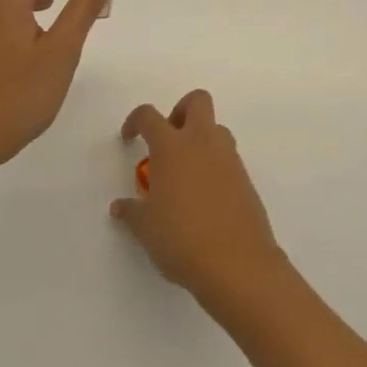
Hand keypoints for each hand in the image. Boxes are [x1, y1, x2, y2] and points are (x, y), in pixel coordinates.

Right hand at [113, 90, 288, 308]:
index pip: (149, 116)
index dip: (135, 121)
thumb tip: (120, 207)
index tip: (129, 139)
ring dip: (200, 139)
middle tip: (167, 142)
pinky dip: (214, 167)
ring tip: (184, 174)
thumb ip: (131, 211)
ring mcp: (229, 159)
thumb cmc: (182, 239)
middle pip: (197, 101)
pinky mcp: (246, 180)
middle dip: (180, 111)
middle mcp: (203, 143)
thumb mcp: (145, 228)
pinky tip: (203, 198)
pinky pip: (228, 159)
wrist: (238, 265)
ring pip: (217, 129)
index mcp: (172, 147)